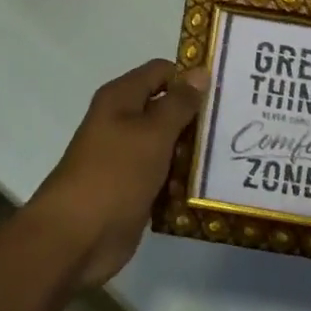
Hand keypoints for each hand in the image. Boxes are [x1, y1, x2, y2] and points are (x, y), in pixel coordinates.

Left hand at [29, 59, 207, 288]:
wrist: (76, 239)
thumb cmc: (115, 174)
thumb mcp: (153, 133)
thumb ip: (179, 103)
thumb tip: (201, 72)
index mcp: (121, 98)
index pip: (162, 72)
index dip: (190, 77)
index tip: (224, 92)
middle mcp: (122, 121)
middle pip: (167, 107)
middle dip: (197, 117)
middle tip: (234, 126)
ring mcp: (127, 157)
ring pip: (168, 143)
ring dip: (191, 151)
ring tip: (228, 156)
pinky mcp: (133, 188)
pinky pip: (163, 175)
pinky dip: (181, 179)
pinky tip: (209, 186)